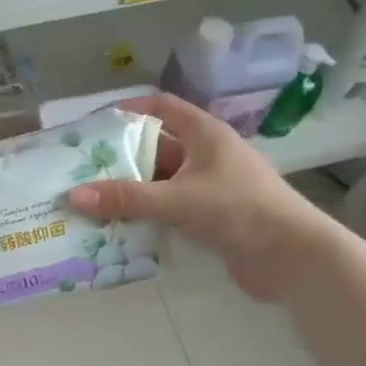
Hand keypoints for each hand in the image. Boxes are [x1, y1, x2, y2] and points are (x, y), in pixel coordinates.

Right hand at [67, 94, 333, 300]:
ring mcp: (210, 187)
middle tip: (81, 170)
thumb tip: (73, 196)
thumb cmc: (239, 211)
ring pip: (161, 182)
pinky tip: (119, 227)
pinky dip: (147, 215)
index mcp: (205, 134)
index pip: (162, 107)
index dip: (130, 109)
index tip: (96, 124)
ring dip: (131, 191)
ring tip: (92, 201)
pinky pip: (170, 209)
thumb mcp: (178, 200)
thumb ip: (126, 198)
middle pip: (155, 148)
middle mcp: (207, 155)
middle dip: (120, 158)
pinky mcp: (212, 217)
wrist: (293, 258)